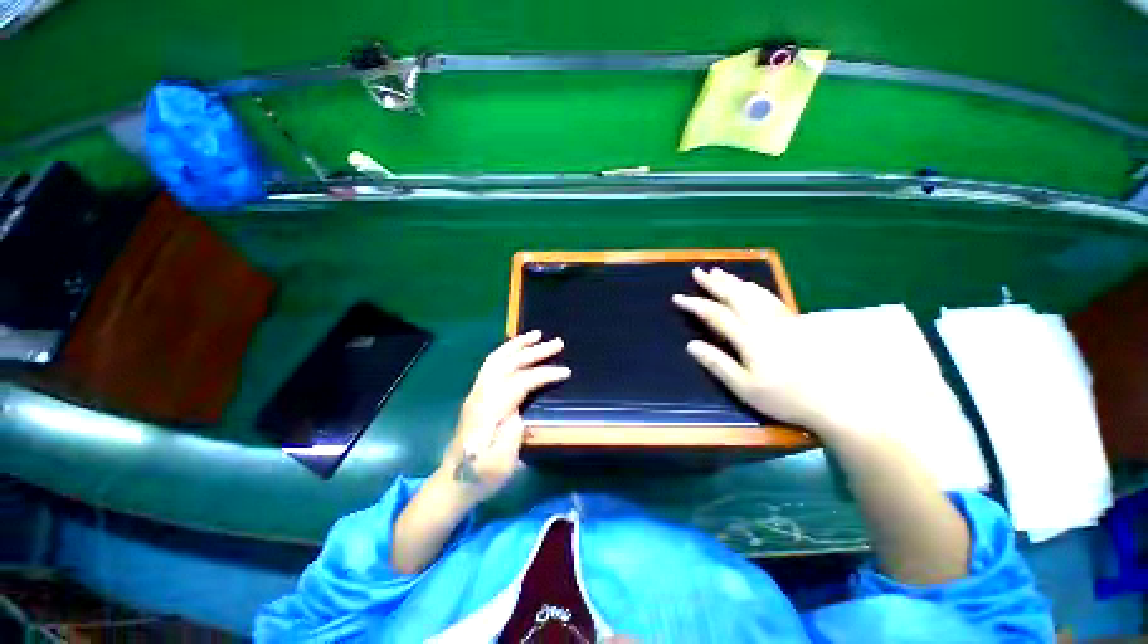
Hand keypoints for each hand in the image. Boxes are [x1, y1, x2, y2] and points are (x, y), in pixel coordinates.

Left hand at [440, 330, 569, 503]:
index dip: (543, 374)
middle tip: (558, 342)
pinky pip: (492, 364)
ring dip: (517, 344)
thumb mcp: (501, 464)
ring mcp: (476, 393)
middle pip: (508, 363)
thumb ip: (512, 435)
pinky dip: (507, 351)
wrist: (453, 484)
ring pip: (496, 359)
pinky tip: (517, 349)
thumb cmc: (481, 477)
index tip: (566, 372)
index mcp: (488, 410)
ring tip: (536, 334)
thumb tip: (519, 411)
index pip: (520, 382)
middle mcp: (480, 395)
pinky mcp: (477, 395)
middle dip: (534, 351)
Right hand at [672, 267, 876, 437]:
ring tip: (719, 272)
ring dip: (733, 281)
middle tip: (698, 271)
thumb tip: (691, 344)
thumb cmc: (784, 396)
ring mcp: (780, 319)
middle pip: (735, 296)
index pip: (715, 315)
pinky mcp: (794, 321)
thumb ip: (717, 364)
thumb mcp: (744, 387)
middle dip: (713, 283)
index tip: (678, 298)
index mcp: (748, 337)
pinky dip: (755, 287)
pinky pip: (770, 297)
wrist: (833, 399)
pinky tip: (751, 286)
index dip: (695, 304)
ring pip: (752, 292)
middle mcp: (763, 322)